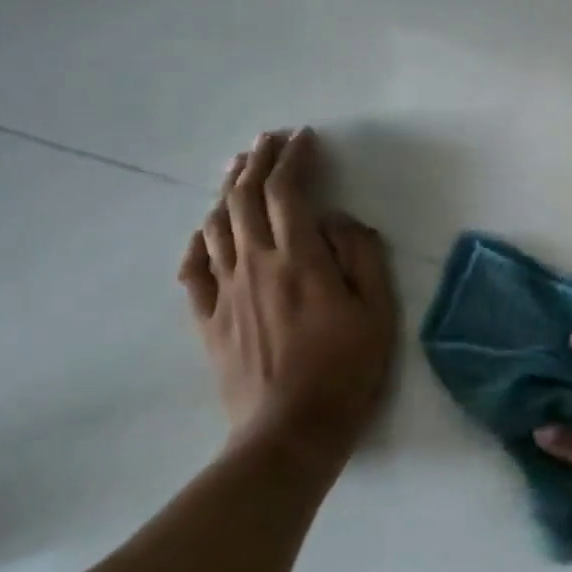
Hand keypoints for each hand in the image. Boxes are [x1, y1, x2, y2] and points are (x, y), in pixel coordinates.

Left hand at [178, 128, 397, 462]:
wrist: (290, 433)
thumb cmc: (347, 370)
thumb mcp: (378, 311)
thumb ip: (361, 256)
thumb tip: (338, 221)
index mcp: (299, 259)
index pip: (287, 192)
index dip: (294, 158)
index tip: (305, 138)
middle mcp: (255, 265)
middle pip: (244, 198)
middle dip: (257, 161)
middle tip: (269, 140)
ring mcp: (225, 293)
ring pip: (216, 226)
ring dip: (227, 190)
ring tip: (239, 169)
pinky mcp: (209, 321)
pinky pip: (193, 270)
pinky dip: (198, 240)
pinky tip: (205, 230)